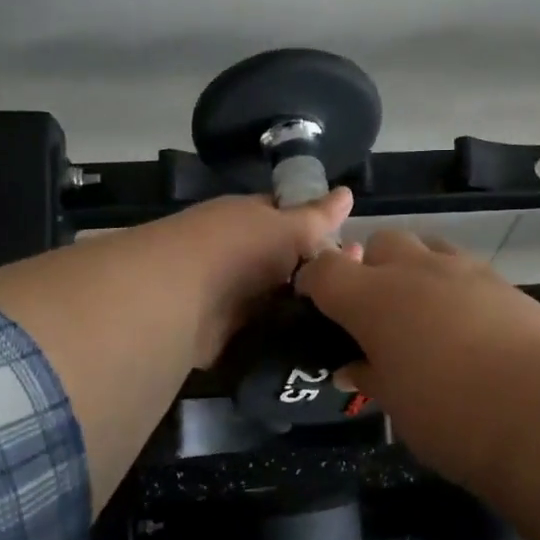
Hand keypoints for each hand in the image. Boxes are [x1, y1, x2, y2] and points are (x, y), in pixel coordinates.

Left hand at [147, 190, 354, 366]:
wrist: (178, 298)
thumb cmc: (238, 248)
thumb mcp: (287, 227)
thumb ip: (318, 217)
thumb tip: (348, 193)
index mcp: (247, 219)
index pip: (287, 218)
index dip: (319, 230)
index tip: (356, 250)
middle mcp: (236, 252)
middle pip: (284, 263)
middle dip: (317, 275)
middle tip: (361, 290)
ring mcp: (228, 293)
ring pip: (276, 299)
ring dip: (303, 310)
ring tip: (348, 323)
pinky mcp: (223, 332)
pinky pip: (263, 331)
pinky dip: (284, 337)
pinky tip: (317, 346)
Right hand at [296, 229, 539, 485]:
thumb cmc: (451, 417)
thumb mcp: (397, 405)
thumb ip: (371, 376)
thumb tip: (352, 368)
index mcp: (374, 299)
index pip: (325, 270)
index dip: (313, 282)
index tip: (313, 302)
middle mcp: (416, 271)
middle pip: (380, 243)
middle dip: (370, 267)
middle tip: (376, 311)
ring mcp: (465, 271)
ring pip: (427, 247)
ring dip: (414, 269)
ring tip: (422, 313)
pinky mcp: (504, 283)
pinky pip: (466, 269)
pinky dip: (454, 286)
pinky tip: (467, 326)